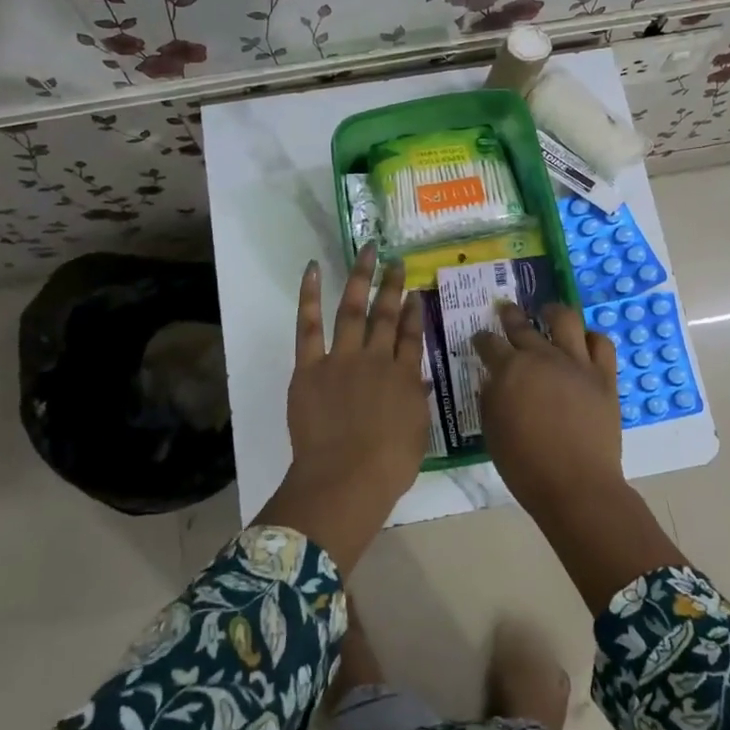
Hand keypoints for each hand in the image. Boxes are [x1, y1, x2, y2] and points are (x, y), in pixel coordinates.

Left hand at [257, 244, 428, 570]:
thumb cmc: (388, 466)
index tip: (417, 292)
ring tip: (367, 252)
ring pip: (353, 309)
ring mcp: (343, 358)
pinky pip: (309, 325)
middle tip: (397, 262)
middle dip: (393, 286)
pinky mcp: (310, 366)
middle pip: (387, 315)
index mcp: (404, 377)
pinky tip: (313, 270)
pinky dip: (309, 296)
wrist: (346, 477)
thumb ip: (417, 403)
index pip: (412, 336)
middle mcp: (377, 358)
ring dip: (360, 278)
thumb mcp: (417, 435)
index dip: (416, 312)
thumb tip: (420, 382)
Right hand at [472, 301, 624, 518]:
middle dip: (510, 315)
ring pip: (565, 319)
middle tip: (506, 310)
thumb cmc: (525, 465)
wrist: (576, 485)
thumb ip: (490, 399)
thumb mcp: (492, 432)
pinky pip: (601, 343)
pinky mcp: (603, 376)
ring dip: (553, 312)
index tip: (480, 338)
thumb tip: (493, 380)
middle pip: (522, 325)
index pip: (489, 343)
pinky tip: (584, 342)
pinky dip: (591, 338)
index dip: (482, 338)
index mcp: (509, 370)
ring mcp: (576, 363)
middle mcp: (541, 357)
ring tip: (549, 312)